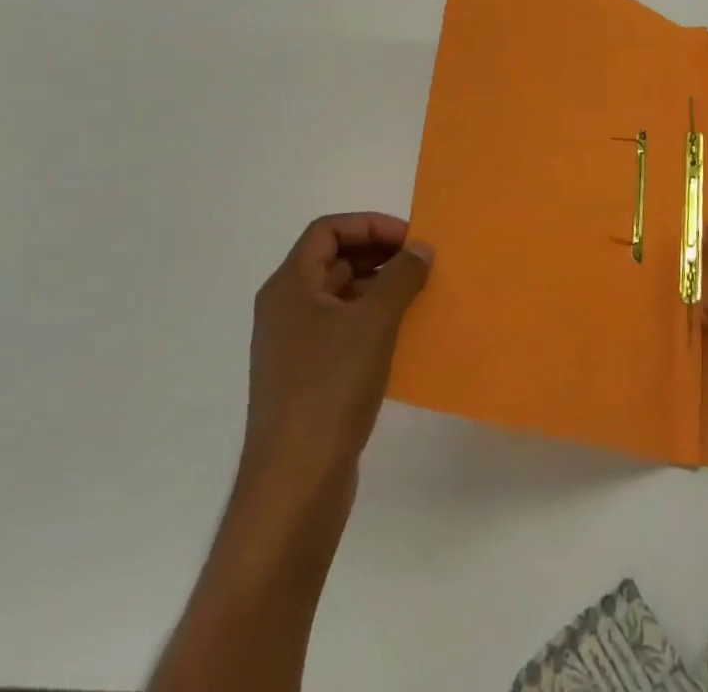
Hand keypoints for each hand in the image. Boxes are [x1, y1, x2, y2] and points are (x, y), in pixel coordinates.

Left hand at [239, 213, 433, 503]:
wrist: (295, 483)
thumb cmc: (331, 387)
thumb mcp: (374, 322)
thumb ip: (401, 276)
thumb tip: (420, 249)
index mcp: (290, 287)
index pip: (327, 231)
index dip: (369, 225)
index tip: (409, 239)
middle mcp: (286, 309)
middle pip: (333, 260)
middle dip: (378, 254)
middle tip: (420, 263)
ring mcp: (294, 346)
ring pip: (340, 296)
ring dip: (378, 287)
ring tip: (418, 295)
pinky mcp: (306, 378)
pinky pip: (342, 330)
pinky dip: (371, 320)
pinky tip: (403, 335)